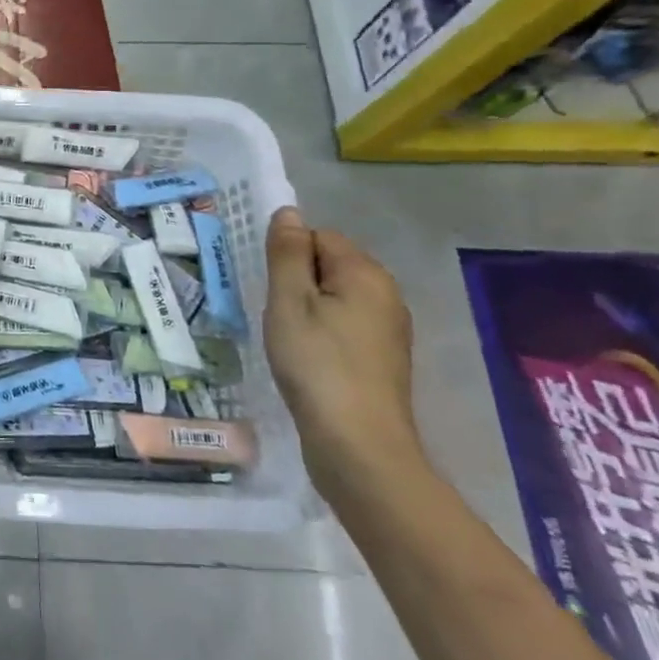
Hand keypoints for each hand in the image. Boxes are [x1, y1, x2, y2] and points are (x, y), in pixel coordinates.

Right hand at [263, 208, 425, 498]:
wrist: (359, 446)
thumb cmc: (317, 364)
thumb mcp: (289, 301)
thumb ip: (287, 253)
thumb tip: (288, 212)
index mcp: (365, 274)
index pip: (319, 236)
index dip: (288, 256)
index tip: (270, 286)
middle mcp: (386, 295)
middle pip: (330, 265)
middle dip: (297, 281)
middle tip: (274, 313)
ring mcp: (388, 330)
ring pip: (335, 298)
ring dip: (307, 309)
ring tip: (286, 338)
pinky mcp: (382, 360)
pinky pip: (344, 326)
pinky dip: (321, 334)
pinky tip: (306, 359)